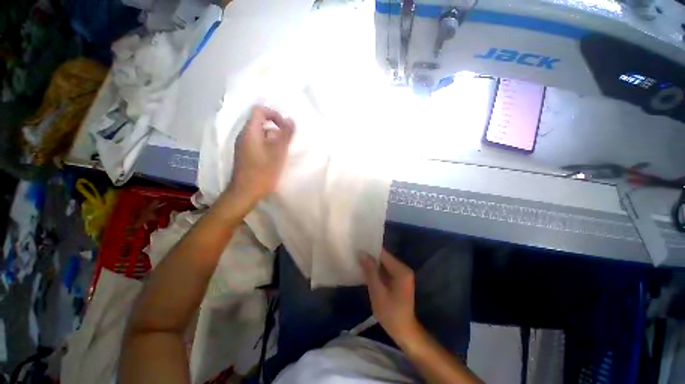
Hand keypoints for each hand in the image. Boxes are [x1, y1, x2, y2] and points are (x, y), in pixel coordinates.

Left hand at [228, 106, 294, 204]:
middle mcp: (243, 135)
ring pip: (259, 134)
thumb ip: (285, 135)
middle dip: (276, 128)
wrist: (245, 192)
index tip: (285, 126)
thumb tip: (290, 119)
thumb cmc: (263, 171)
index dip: (274, 114)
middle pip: (260, 122)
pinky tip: (274, 158)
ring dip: (273, 138)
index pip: (259, 111)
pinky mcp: (244, 155)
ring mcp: (242, 146)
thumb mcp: (278, 152)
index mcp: (250, 132)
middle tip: (286, 141)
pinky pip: (257, 143)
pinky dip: (267, 145)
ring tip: (282, 151)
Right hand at [361, 249, 418, 342]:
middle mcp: (403, 269)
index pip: (383, 254)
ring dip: (372, 264)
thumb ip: (370, 271)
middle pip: (384, 258)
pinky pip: (385, 270)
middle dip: (370, 258)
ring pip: (384, 264)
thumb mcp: (377, 292)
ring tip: (358, 262)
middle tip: (356, 256)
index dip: (370, 251)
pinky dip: (376, 271)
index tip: (357, 249)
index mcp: (401, 270)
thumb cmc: (390, 313)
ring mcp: (402, 274)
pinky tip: (366, 272)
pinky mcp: (399, 280)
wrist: (404, 331)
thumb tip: (362, 253)